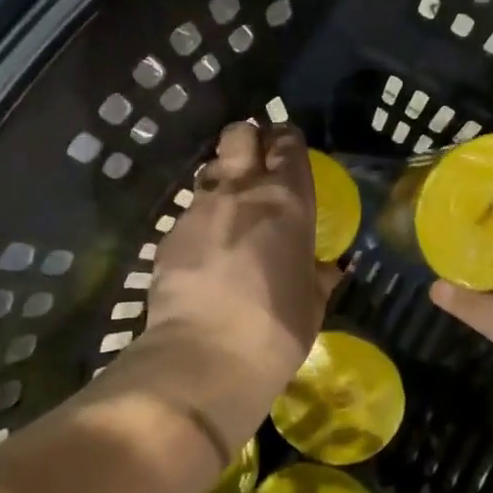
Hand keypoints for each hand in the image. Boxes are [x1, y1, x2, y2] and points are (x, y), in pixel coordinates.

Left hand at [139, 122, 338, 437]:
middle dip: (248, 140)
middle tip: (256, 166)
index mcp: (287, 202)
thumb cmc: (275, 330)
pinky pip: (189, 212)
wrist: (203, 357)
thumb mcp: (312, 305)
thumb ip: (317, 277)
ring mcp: (199, 209)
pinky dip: (200, 222)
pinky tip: (204, 251)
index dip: (287, 142)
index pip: (288, 145)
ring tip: (228, 210)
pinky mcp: (169, 234)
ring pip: (210, 170)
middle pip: (239, 135)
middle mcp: (242, 192)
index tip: (288, 152)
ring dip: (222, 180)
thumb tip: (324, 269)